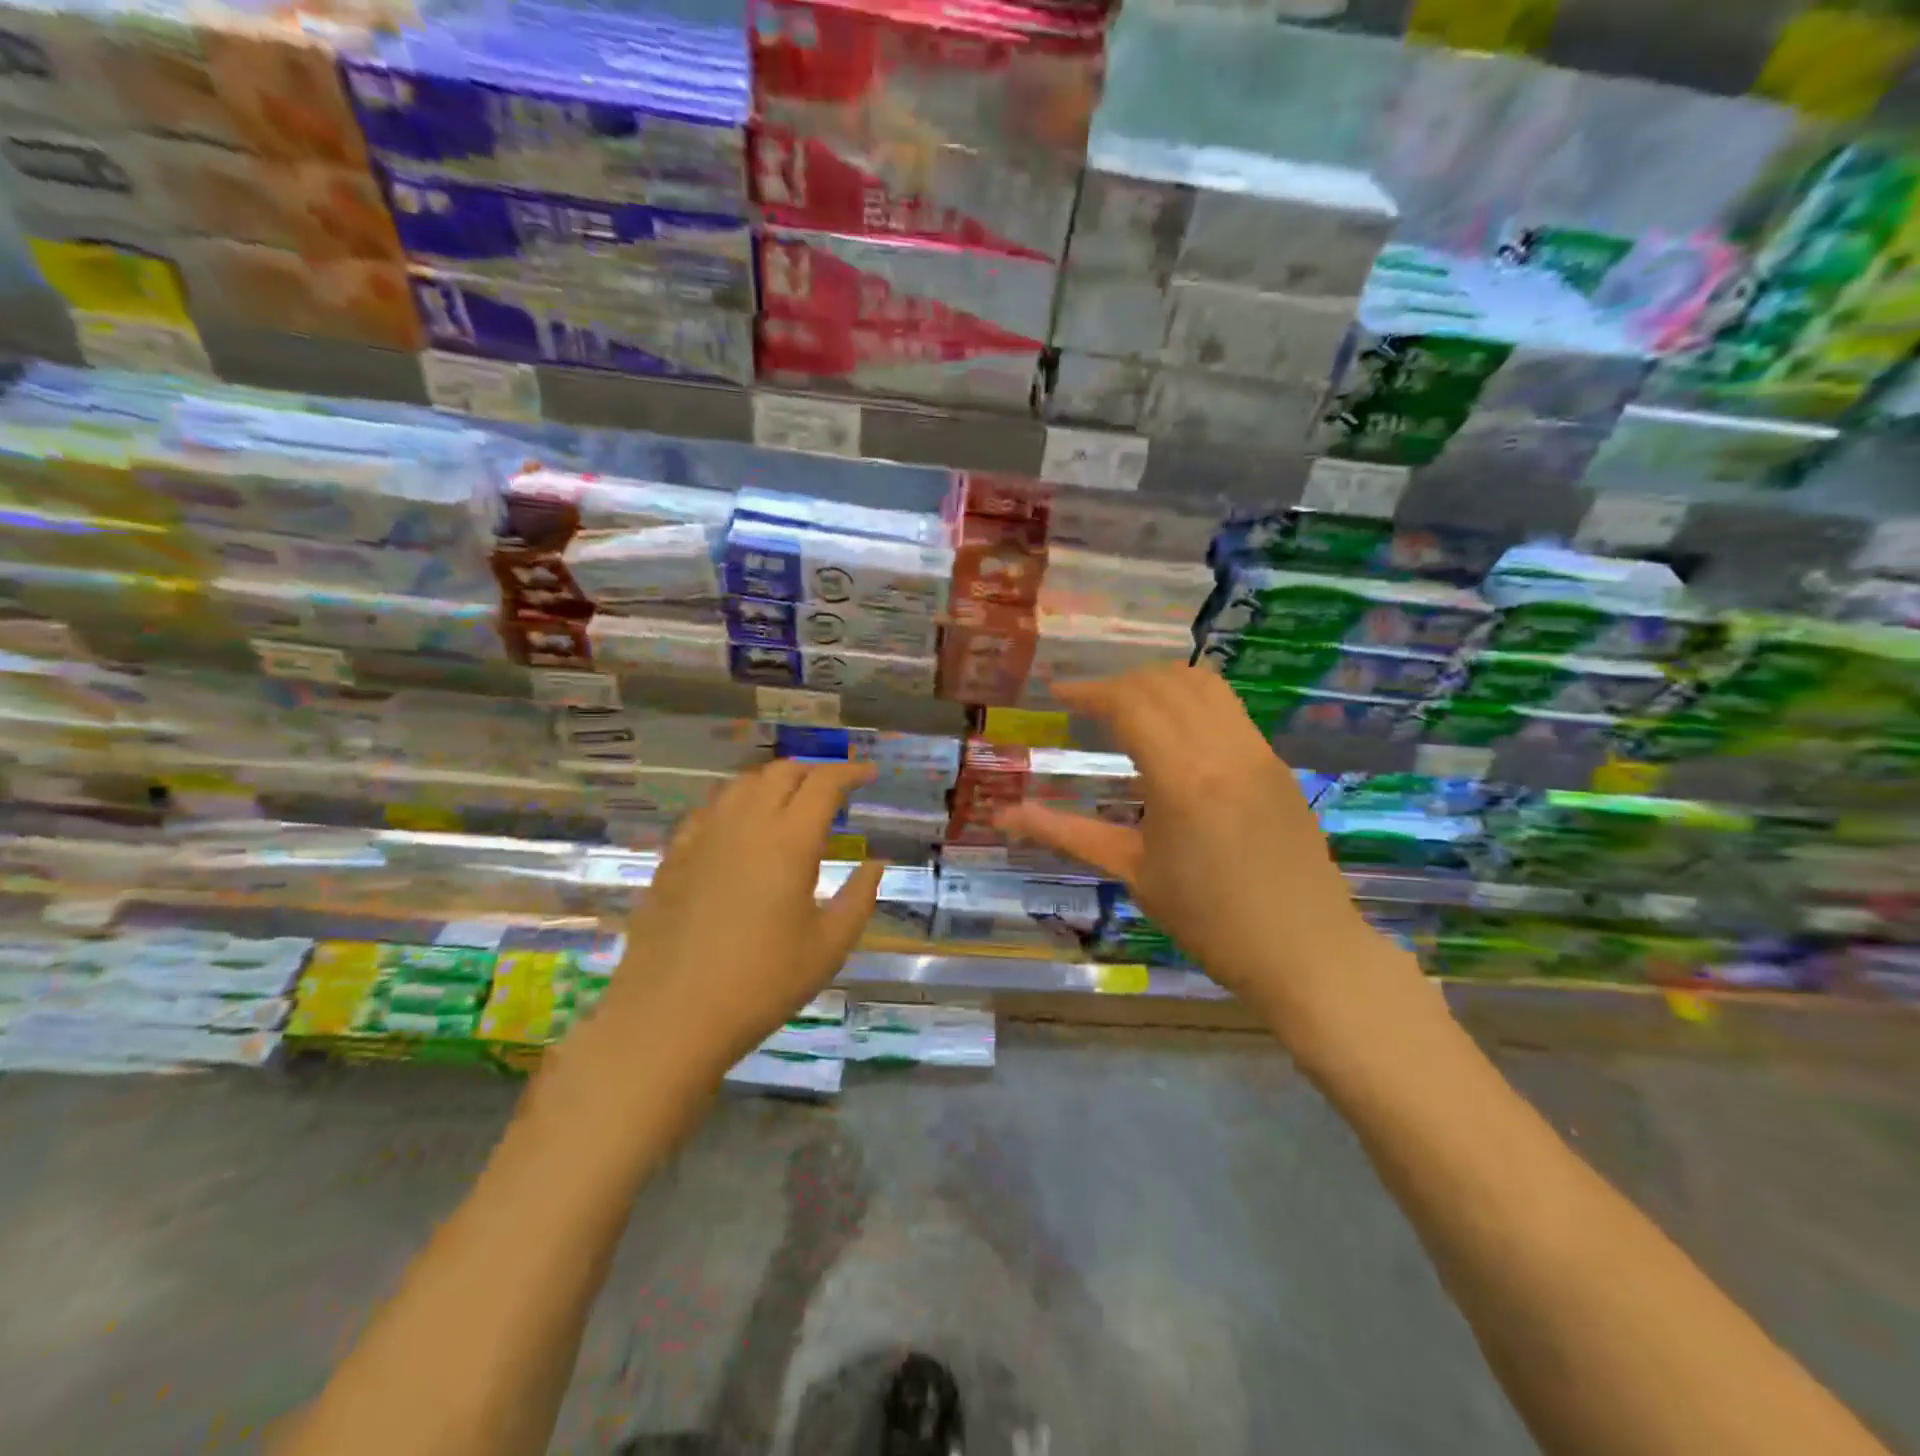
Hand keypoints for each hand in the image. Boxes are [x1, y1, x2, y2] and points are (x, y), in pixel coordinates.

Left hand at [595, 760, 882, 1074]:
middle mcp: (745, 824)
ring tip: (789, 804)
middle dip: (813, 772)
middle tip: (833, 791)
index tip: (870, 774)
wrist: (670, 1017)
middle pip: (781, 772)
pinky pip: (709, 810)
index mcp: (789, 841)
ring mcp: (702, 836)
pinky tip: (739, 831)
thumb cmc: (761, 984)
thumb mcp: (829, 947)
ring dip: (773, 782)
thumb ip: (859, 898)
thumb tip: (875, 864)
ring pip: (741, 784)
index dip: (851, 772)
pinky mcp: (673, 856)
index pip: (824, 784)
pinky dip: (736, 805)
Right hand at [996, 665, 1426, 1062]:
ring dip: (1159, 682)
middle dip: (1119, 683)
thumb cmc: (1209, 921)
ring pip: (1204, 684)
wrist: (1306, 952)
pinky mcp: (1276, 762)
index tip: (1058, 694)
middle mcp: (1222, 749)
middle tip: (1087, 705)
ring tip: (1129, 705)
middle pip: (1165, 682)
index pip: (1130, 703)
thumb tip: (1004, 818)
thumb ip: (1066, 834)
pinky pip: (1229, 708)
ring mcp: (1257, 751)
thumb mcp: (1133, 873)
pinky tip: (1175, 731)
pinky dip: (1192, 699)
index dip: (1089, 691)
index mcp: (1181, 777)